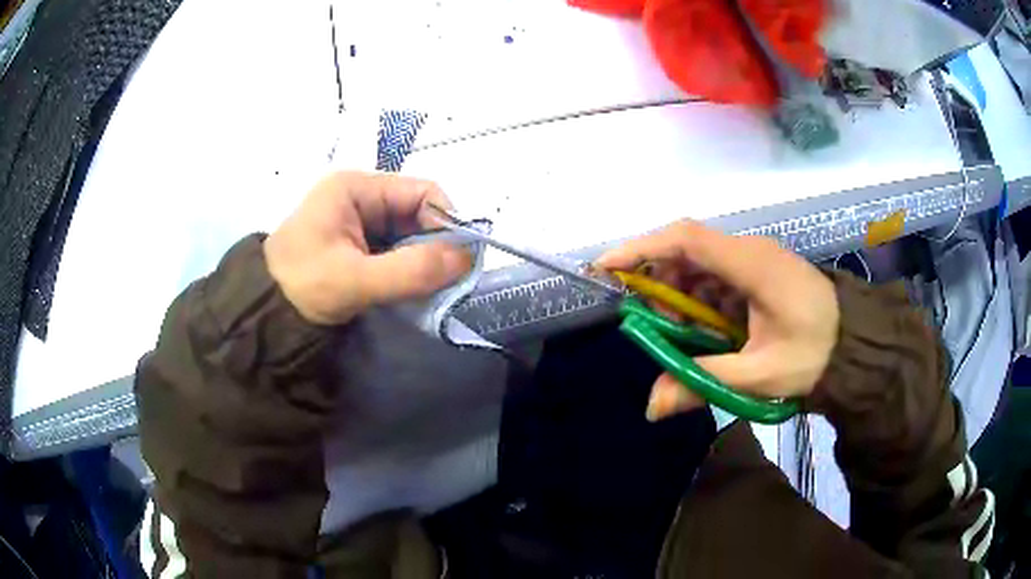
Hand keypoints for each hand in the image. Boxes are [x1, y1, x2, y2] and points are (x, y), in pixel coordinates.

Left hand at [264, 172, 471, 324]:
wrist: (265, 314)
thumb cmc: (303, 287)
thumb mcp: (355, 280)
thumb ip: (411, 269)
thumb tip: (467, 258)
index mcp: (356, 187)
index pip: (422, 191)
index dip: (446, 222)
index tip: (459, 260)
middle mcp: (361, 196)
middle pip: (418, 212)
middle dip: (436, 245)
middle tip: (448, 281)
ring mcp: (359, 221)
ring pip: (409, 234)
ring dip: (424, 260)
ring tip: (430, 289)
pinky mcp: (358, 245)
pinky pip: (396, 250)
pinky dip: (409, 269)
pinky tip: (412, 289)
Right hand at [596, 220, 838, 420]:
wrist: (856, 345)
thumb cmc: (815, 355)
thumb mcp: (759, 376)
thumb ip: (702, 383)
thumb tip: (651, 408)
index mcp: (752, 265)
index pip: (686, 239)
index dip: (640, 248)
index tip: (604, 269)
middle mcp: (749, 251)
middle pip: (686, 249)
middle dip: (657, 282)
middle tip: (651, 325)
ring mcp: (754, 259)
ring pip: (698, 263)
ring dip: (677, 294)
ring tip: (680, 334)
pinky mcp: (758, 272)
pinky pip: (715, 275)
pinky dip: (697, 299)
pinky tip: (703, 329)